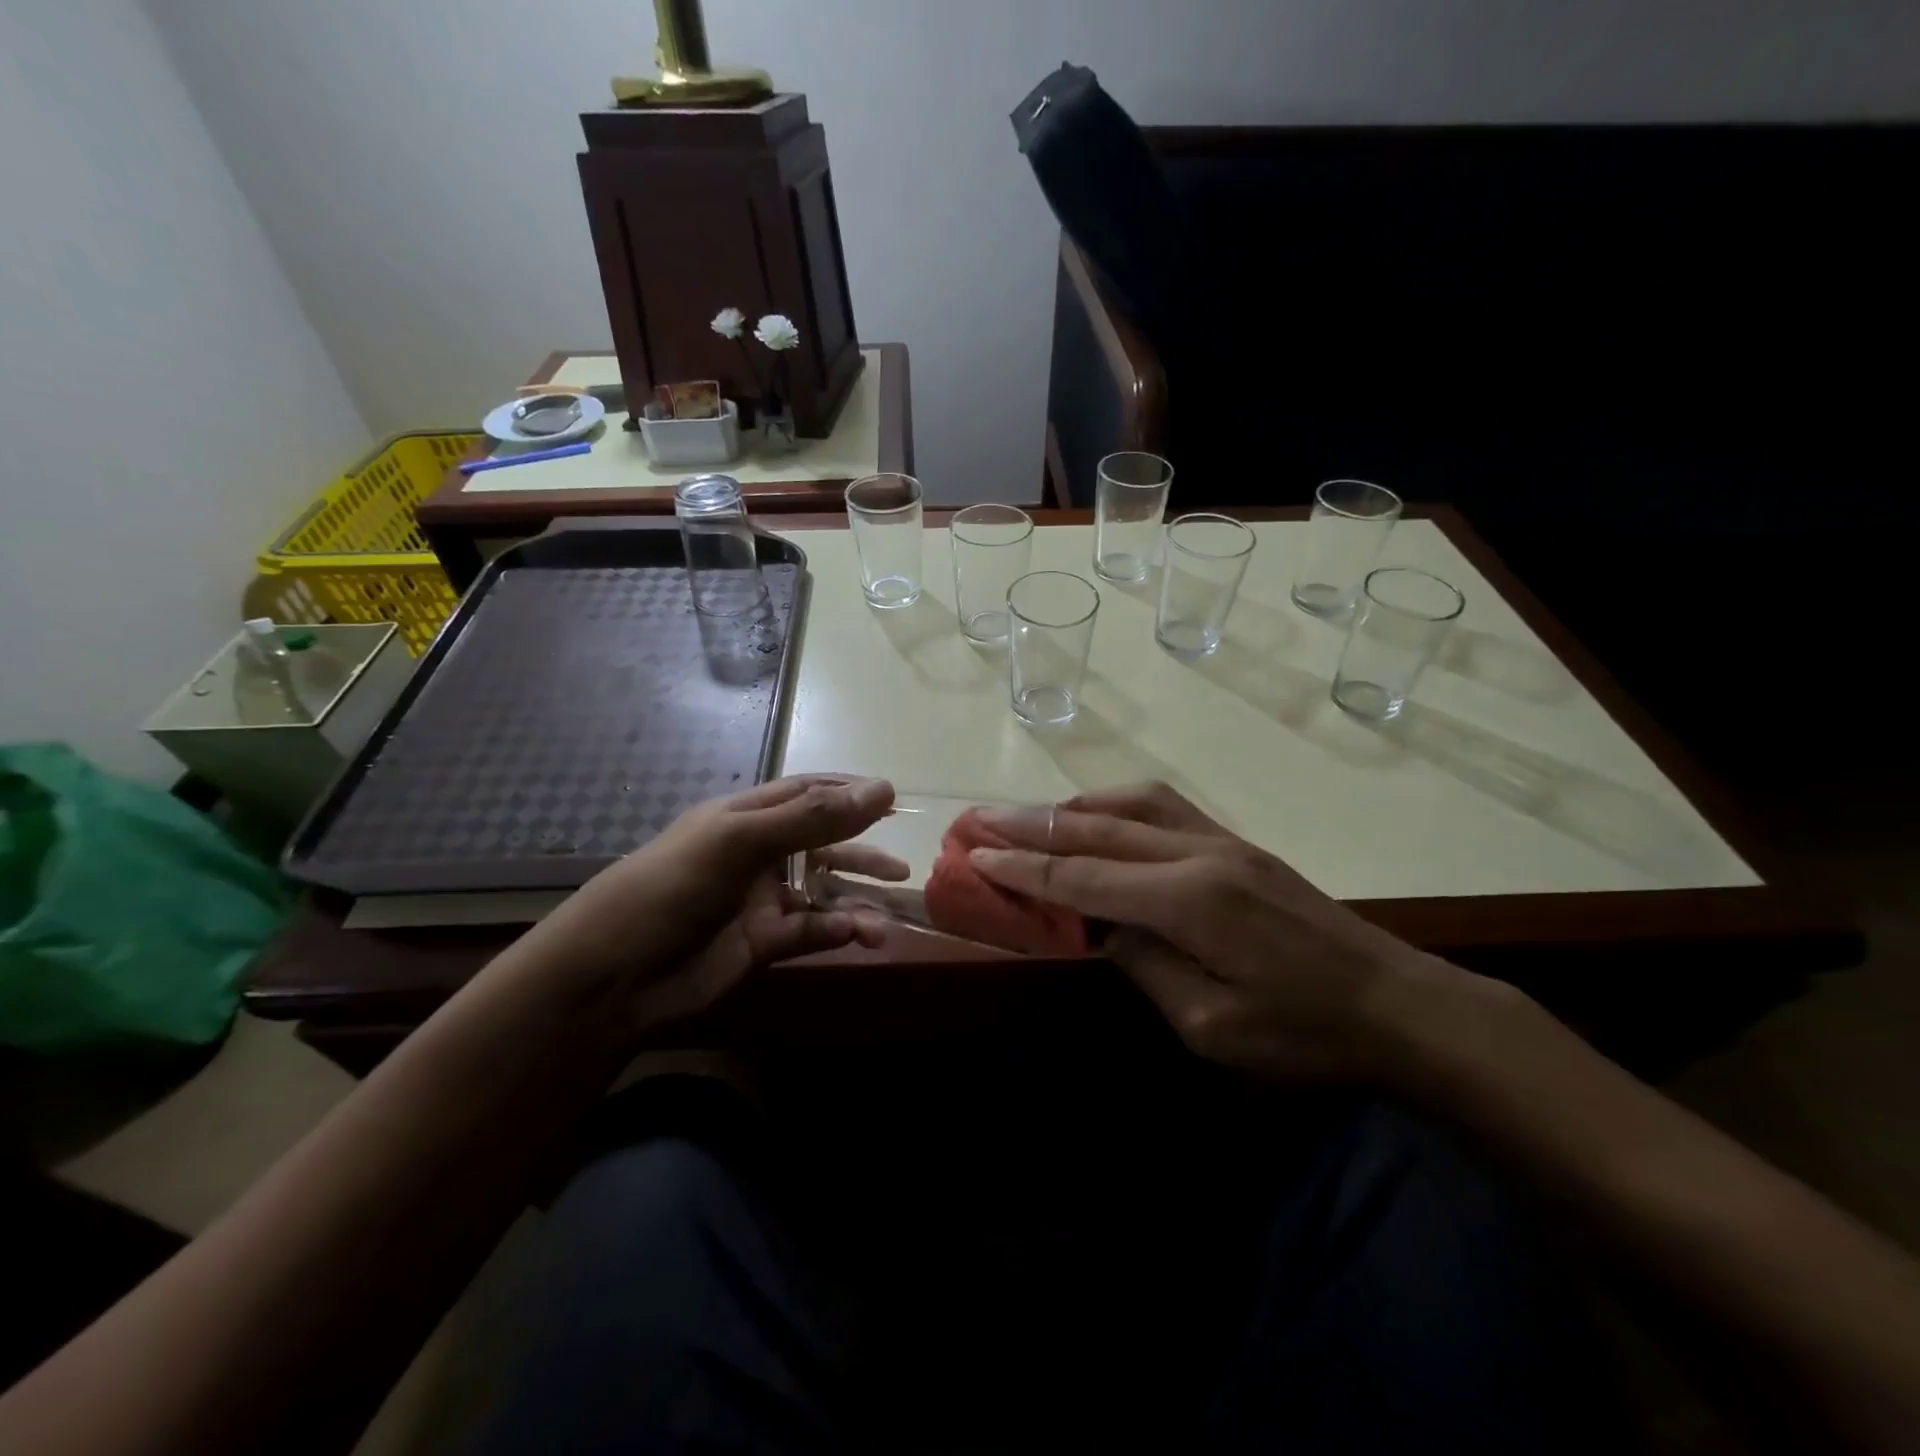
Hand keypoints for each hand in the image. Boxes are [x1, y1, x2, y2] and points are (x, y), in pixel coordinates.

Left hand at [509, 776, 903, 1035]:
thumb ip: (813, 817)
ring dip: (858, 899)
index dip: (849, 794)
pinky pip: (814, 931)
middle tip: (902, 866)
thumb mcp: (741, 840)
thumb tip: (884, 789)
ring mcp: (763, 900)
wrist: (613, 977)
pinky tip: (862, 935)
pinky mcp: (765, 944)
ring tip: (891, 911)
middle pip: (824, 844)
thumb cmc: (672, 886)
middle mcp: (759, 853)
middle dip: (863, 852)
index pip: (807, 793)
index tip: (893, 800)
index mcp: (746, 817)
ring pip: (824, 892)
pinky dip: (840, 931)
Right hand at [969, 783, 1455, 1080]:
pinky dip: (1113, 806)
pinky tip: (1096, 817)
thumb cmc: (1303, 1033)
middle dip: (1030, 826)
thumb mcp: (1211, 1027)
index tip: (974, 855)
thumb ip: (1145, 965)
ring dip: (1070, 808)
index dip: (1023, 869)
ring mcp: (1221, 840)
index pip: (1083, 878)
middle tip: (977, 820)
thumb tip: (1100, 926)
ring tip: (1027, 817)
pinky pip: (1160, 806)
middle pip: (1096, 830)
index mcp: (1189, 901)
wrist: (1397, 1003)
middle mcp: (1199, 853)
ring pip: (1128, 804)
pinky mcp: (1236, 843)